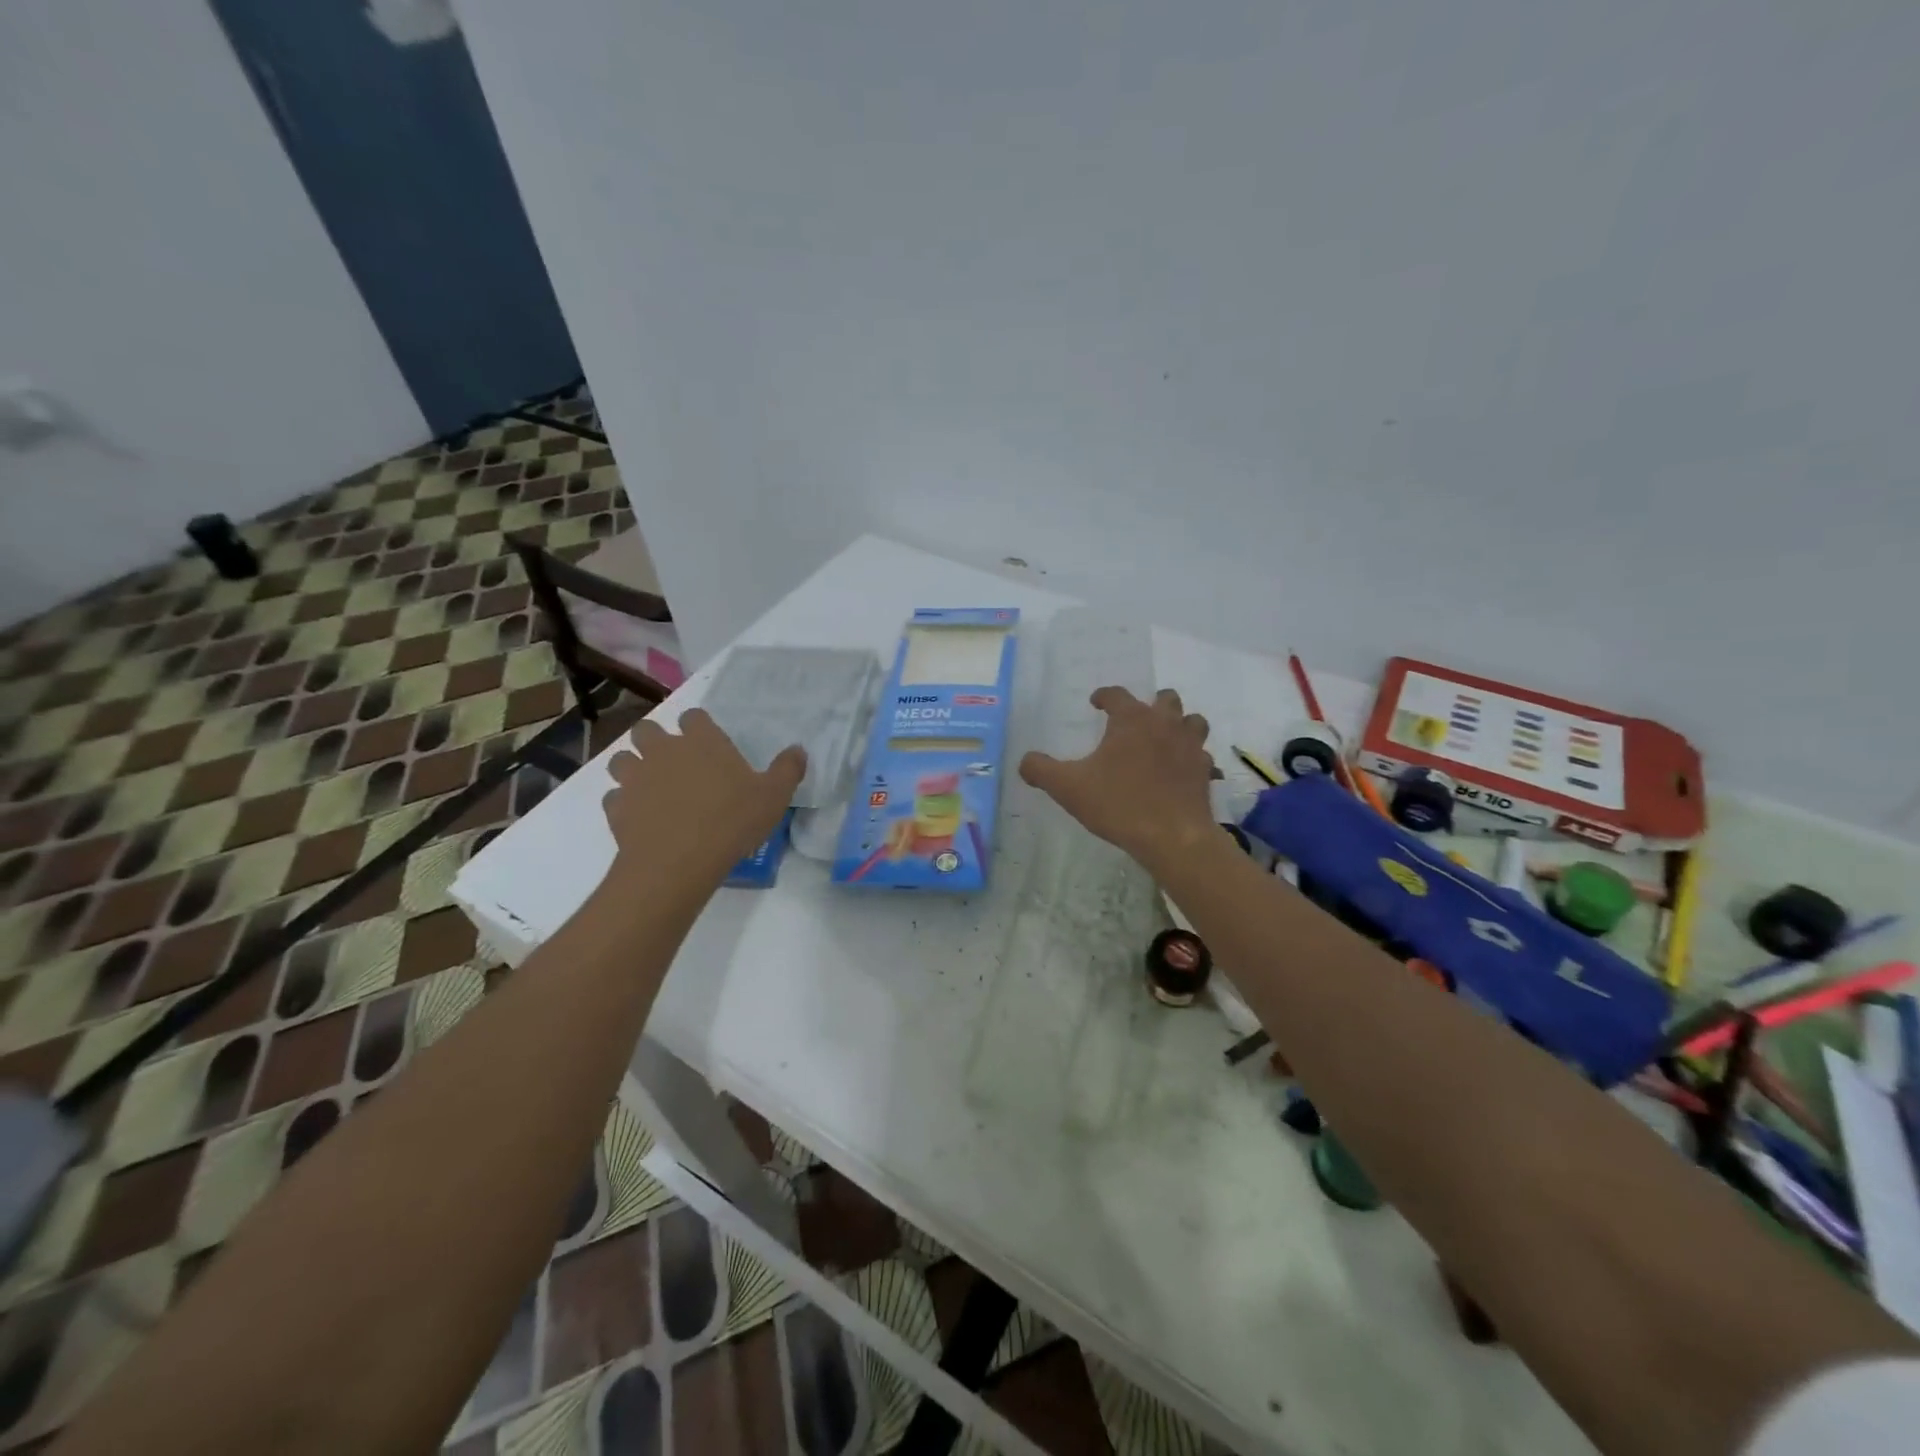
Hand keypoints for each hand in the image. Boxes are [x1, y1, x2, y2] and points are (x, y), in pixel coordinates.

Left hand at [600, 709, 805, 888]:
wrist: (677, 862)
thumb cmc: (731, 822)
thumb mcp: (774, 797)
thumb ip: (787, 769)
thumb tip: (798, 749)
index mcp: (701, 741)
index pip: (694, 716)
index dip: (698, 727)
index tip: (707, 744)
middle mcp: (663, 750)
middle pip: (647, 729)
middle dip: (655, 740)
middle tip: (674, 762)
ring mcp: (635, 777)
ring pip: (622, 759)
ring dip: (632, 767)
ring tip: (651, 787)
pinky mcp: (616, 807)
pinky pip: (614, 797)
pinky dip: (624, 803)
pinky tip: (640, 817)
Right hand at [1019, 687, 1216, 873]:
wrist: (1172, 837)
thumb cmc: (1118, 804)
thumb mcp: (1067, 787)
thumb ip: (1041, 770)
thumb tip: (1025, 761)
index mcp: (1132, 720)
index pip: (1117, 694)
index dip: (1104, 695)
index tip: (1095, 703)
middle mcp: (1165, 724)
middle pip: (1165, 698)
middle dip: (1152, 703)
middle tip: (1137, 718)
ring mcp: (1190, 747)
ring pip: (1193, 721)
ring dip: (1180, 724)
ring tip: (1166, 738)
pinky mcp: (1205, 772)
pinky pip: (1203, 757)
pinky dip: (1193, 759)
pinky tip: (1183, 772)